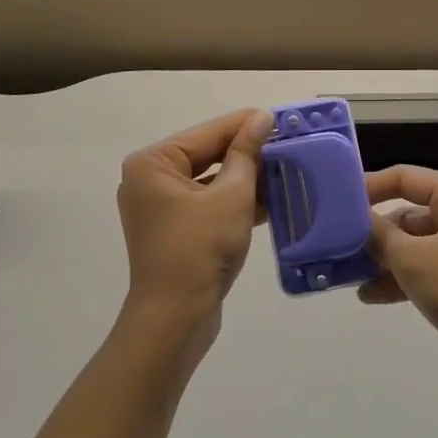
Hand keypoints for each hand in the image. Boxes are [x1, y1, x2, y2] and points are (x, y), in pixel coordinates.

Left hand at [116, 109, 273, 349]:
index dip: (246, 125)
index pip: (208, 133)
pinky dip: (235, 201)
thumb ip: (247, 153)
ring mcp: (160, 207)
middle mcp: (150, 180)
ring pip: (210, 180)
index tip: (280, 118)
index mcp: (154, 163)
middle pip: (208, 154)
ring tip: (284, 170)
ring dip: (245, 178)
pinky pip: (207, 203)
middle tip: (287, 144)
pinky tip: (270, 199)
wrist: (176, 319)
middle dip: (247, 153)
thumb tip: (262, 117)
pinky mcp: (174, 231)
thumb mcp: (232, 194)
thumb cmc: (200, 248)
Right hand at [359, 166, 437, 394]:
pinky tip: (370, 296)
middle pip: (408, 214)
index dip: (371, 186)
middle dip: (374, 231)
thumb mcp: (413, 257)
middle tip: (339, 245)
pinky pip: (423, 273)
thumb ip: (379, 236)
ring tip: (348, 275)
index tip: (339, 202)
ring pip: (413, 247)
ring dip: (382, 260)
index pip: (405, 178)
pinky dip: (399, 280)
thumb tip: (355, 220)